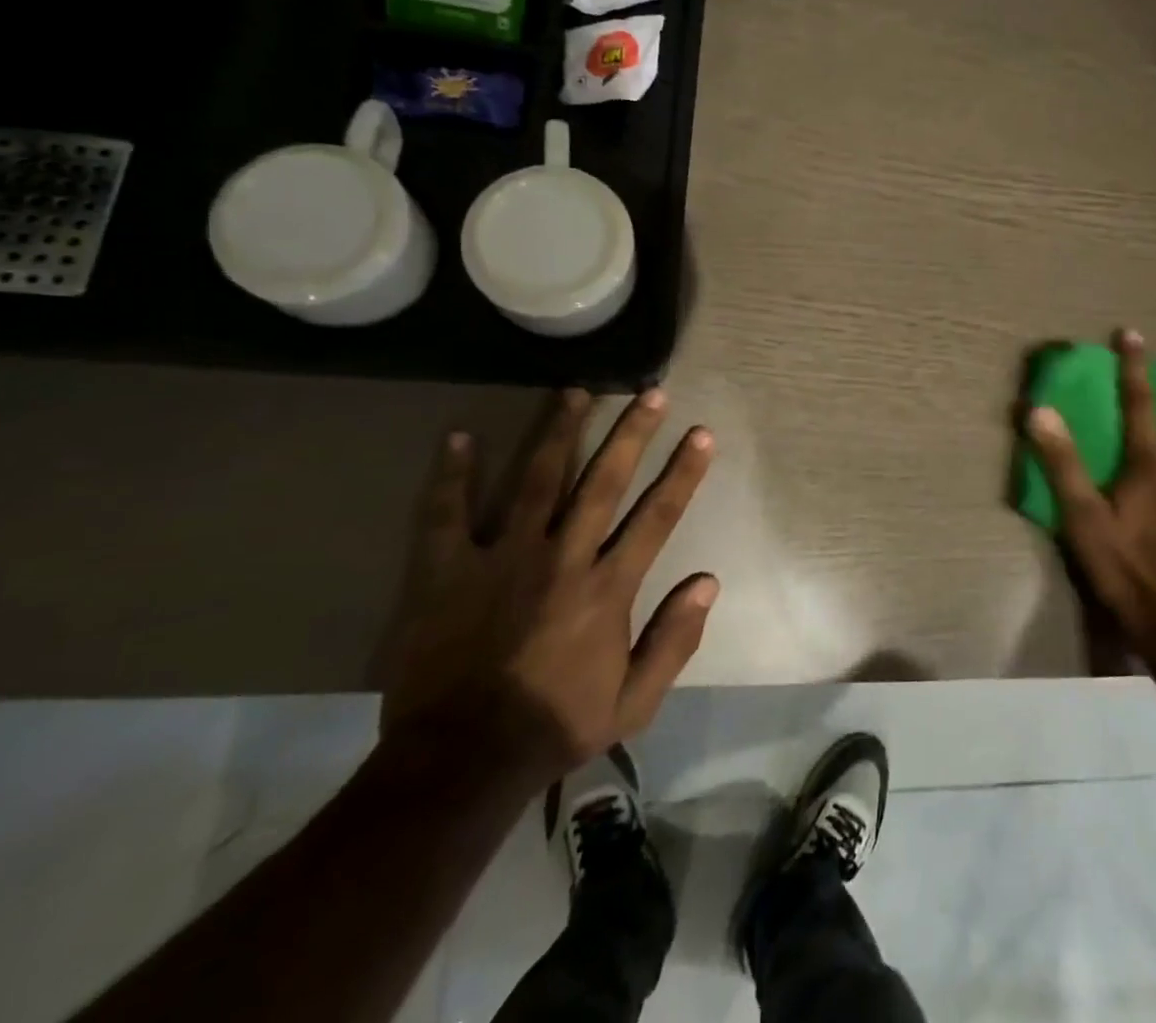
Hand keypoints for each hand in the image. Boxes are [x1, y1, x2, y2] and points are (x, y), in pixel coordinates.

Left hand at [378, 388, 717, 788]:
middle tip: (649, 392)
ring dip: (559, 432)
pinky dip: (453, 475)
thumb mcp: (634, 702)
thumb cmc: (554, 727)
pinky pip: (447, 514)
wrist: (459, 763)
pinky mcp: (446, 572)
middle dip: (631, 433)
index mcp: (607, 588)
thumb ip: (674, 640)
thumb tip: (708, 582)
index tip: (701, 433)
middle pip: (603, 482)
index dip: (683, 471)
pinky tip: (460, 436)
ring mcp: (502, 559)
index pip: (656, 516)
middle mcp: (562, 559)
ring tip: (575, 391)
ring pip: (536, 480)